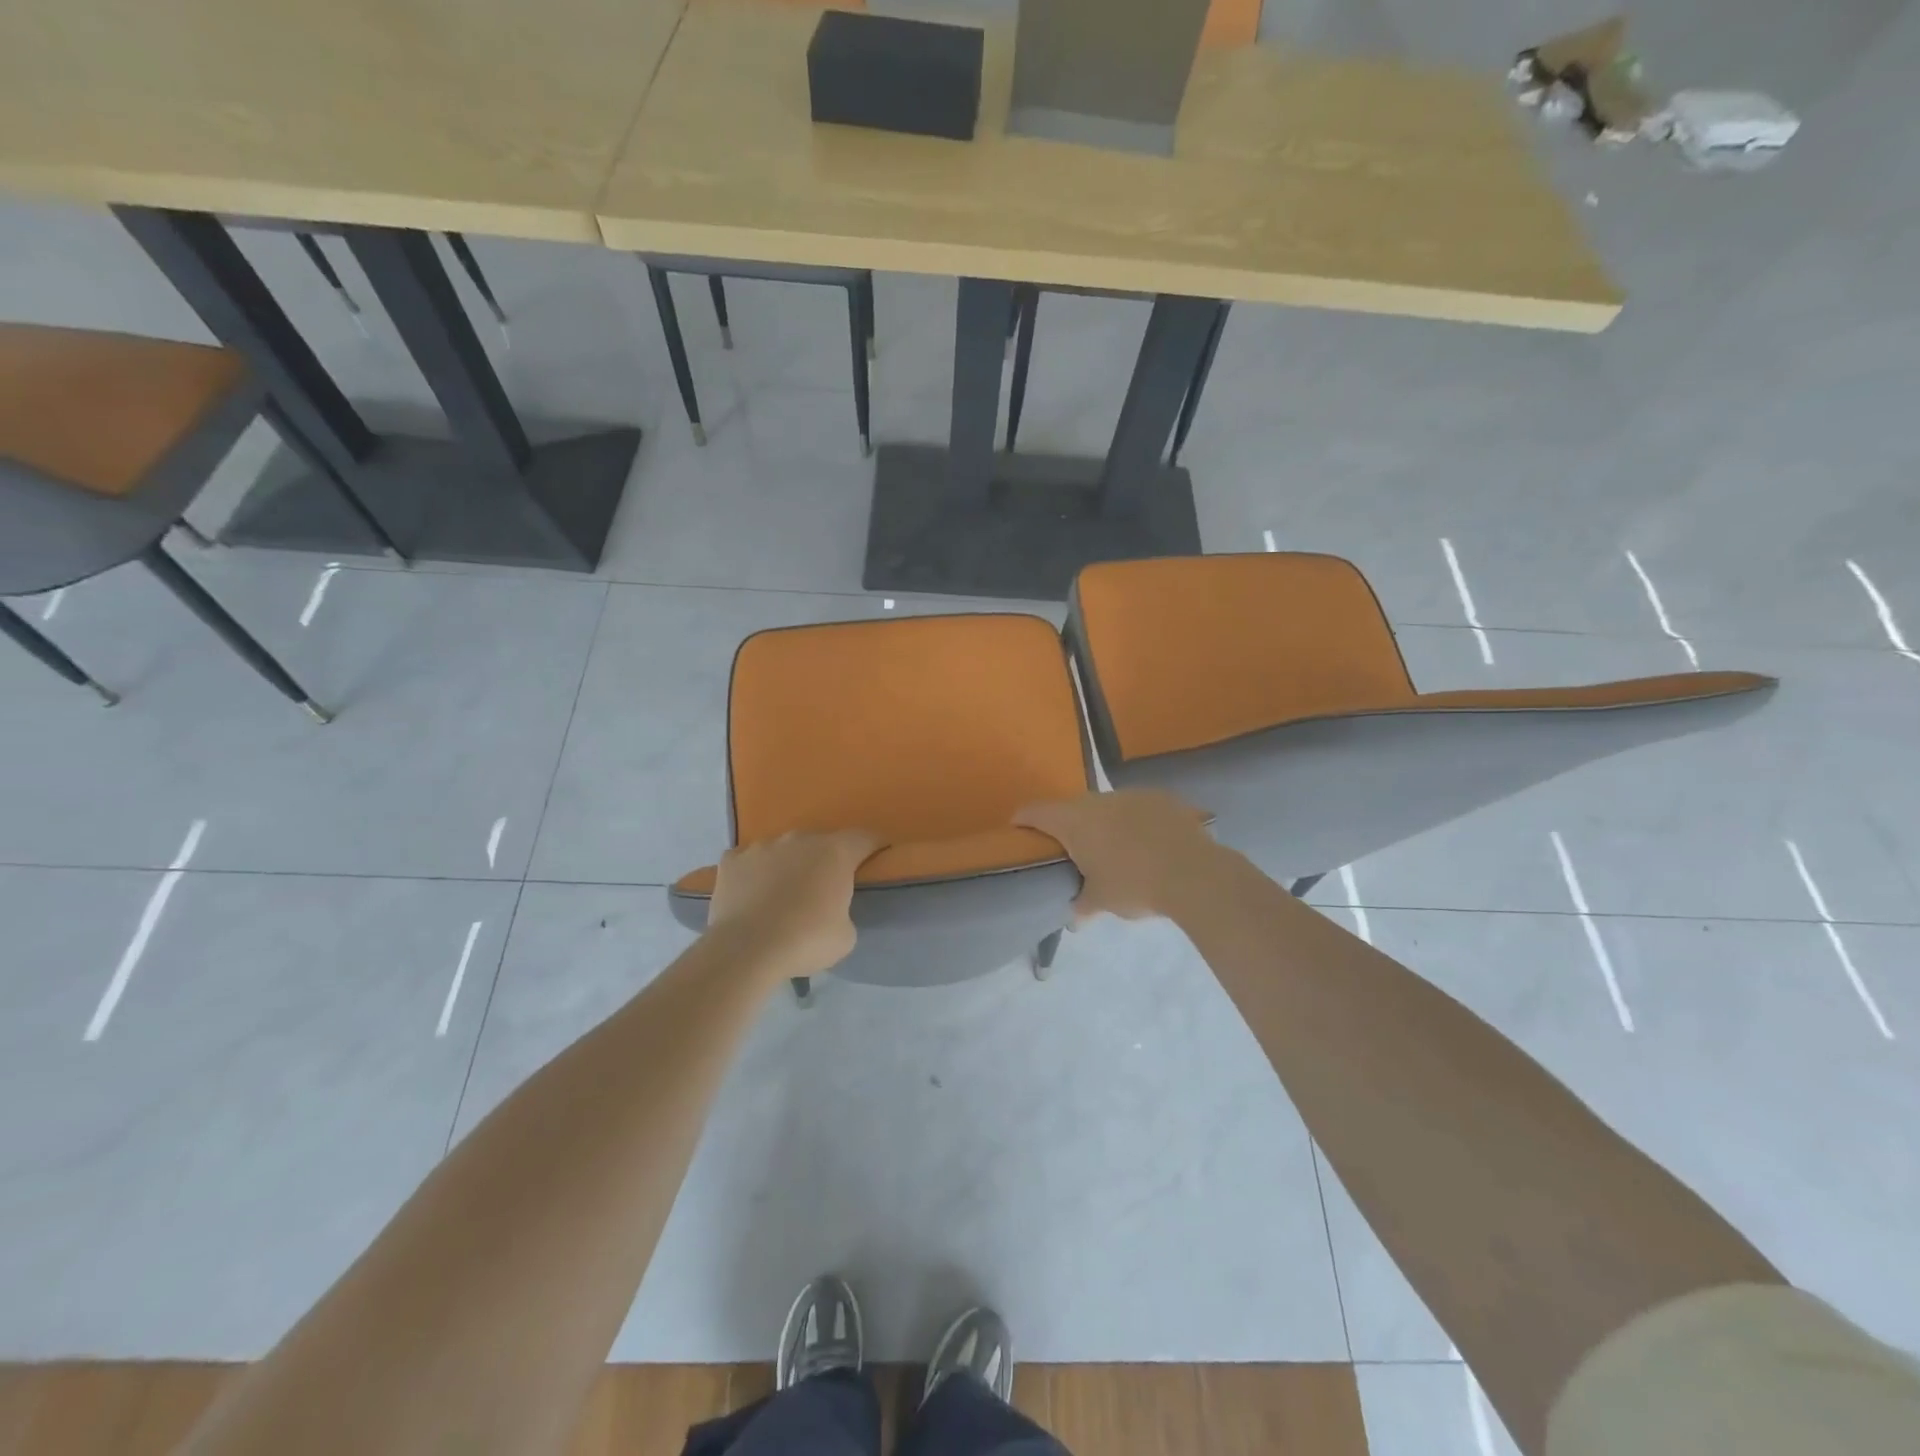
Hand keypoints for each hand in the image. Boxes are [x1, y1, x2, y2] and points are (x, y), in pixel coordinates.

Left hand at [706, 830, 882, 981]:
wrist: (746, 949)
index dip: (875, 846)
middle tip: (824, 887)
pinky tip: (750, 893)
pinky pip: (748, 861)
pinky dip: (753, 873)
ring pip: (782, 850)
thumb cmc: (806, 940)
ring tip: (783, 892)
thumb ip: (845, 913)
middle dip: (825, 860)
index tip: (878, 856)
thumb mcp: (845, 936)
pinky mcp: (731, 860)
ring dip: (788, 865)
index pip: (865, 838)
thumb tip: (833, 911)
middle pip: (820, 842)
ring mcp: (762, 846)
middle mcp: (800, 839)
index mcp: (835, 852)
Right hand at [1015, 790, 1217, 920]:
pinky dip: (1135, 822)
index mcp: (1074, 821)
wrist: (1194, 874)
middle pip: (1071, 807)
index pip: (1035, 812)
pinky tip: (1146, 843)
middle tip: (1070, 849)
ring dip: (1104, 823)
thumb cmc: (1134, 885)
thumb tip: (1075, 919)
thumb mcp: (1101, 901)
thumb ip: (1082, 906)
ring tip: (1113, 848)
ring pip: (1107, 806)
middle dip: (1067, 826)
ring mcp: (1132, 795)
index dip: (1023, 820)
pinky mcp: (1162, 798)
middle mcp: (1098, 800)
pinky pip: (1138, 808)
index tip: (1019, 831)